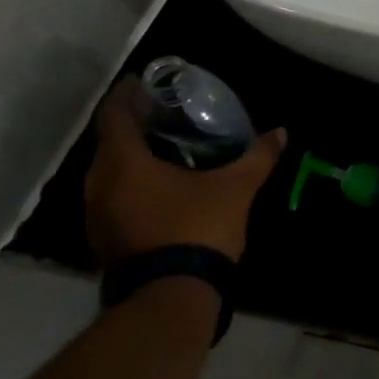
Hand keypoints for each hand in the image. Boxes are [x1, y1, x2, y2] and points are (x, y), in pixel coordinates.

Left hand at [83, 78, 286, 262]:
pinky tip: (161, 186)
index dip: (127, 95)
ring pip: (110, 173)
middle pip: (110, 143)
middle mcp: (100, 186)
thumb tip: (280, 133)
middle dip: (134, 125)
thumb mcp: (236, 187)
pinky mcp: (106, 240)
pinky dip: (133, 183)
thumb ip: (257, 157)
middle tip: (163, 114)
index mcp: (124, 164)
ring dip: (132, 157)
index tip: (143, 82)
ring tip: (165, 148)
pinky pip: (115, 197)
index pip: (115, 116)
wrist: (172, 296)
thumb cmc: (198, 228)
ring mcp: (98, 216)